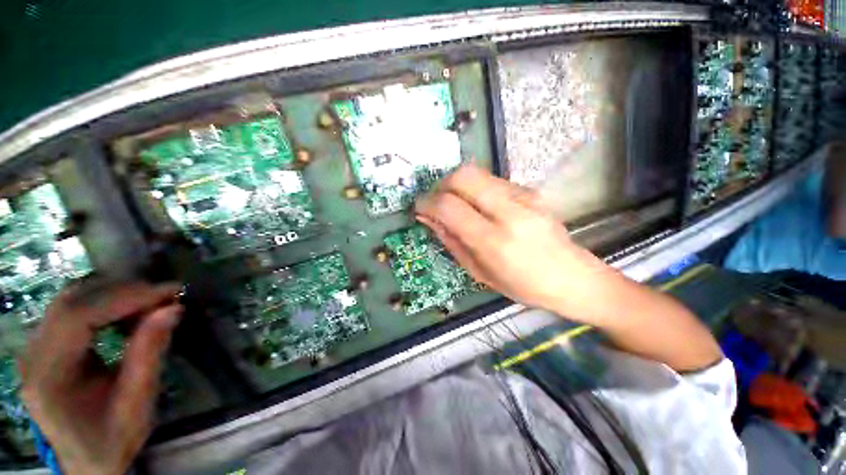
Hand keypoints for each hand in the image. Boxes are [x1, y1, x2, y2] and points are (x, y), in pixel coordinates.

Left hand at [19, 282, 182, 474]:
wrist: (86, 461)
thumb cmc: (112, 441)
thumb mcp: (136, 405)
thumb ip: (149, 354)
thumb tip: (173, 308)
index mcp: (48, 377)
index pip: (78, 318)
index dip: (125, 298)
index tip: (169, 292)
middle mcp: (32, 355)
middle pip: (72, 302)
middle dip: (122, 292)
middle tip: (164, 296)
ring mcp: (35, 348)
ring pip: (71, 299)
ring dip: (114, 295)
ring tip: (150, 303)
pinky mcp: (44, 344)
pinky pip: (72, 309)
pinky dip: (104, 303)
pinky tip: (127, 314)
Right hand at [415, 165, 610, 318]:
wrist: (573, 277)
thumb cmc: (523, 285)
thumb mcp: (479, 273)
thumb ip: (451, 241)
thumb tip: (428, 218)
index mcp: (494, 241)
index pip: (450, 206)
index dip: (427, 202)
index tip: (419, 207)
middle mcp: (510, 212)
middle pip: (463, 176)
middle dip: (441, 185)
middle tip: (436, 202)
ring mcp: (524, 197)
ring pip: (477, 173)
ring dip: (457, 185)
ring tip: (455, 205)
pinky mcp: (531, 191)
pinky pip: (492, 181)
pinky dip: (475, 189)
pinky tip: (478, 206)